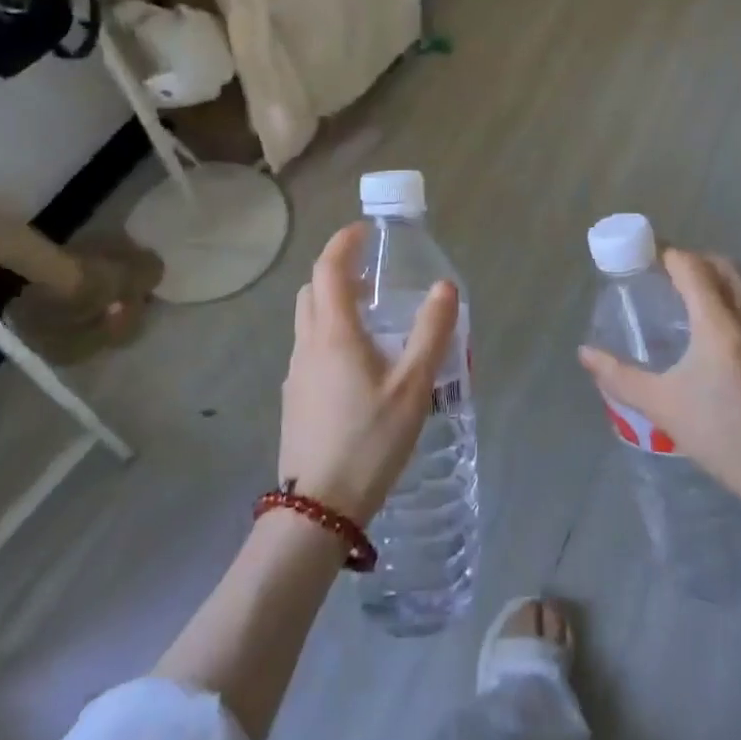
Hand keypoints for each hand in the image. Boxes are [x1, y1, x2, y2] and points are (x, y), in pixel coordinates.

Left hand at [278, 223, 458, 524]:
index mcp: (333, 333)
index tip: (365, 230)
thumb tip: (445, 286)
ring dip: (334, 304)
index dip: (343, 242)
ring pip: (308, 320)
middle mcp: (307, 345)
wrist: (318, 508)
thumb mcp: (412, 386)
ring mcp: (296, 373)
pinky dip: (330, 334)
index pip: (328, 268)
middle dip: (338, 271)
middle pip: (312, 290)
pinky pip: (309, 348)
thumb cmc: (369, 440)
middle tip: (374, 276)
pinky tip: (360, 365)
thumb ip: (431, 332)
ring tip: (373, 319)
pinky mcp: (295, 398)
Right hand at [579, 249, 740, 543]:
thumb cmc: (727, 439)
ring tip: (687, 309)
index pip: (692, 267)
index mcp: (720, 324)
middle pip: (724, 267)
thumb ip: (620, 377)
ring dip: (716, 284)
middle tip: (664, 278)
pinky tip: (719, 348)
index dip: (666, 254)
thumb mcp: (665, 408)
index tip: (643, 258)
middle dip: (693, 261)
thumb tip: (585, 353)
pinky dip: (734, 310)